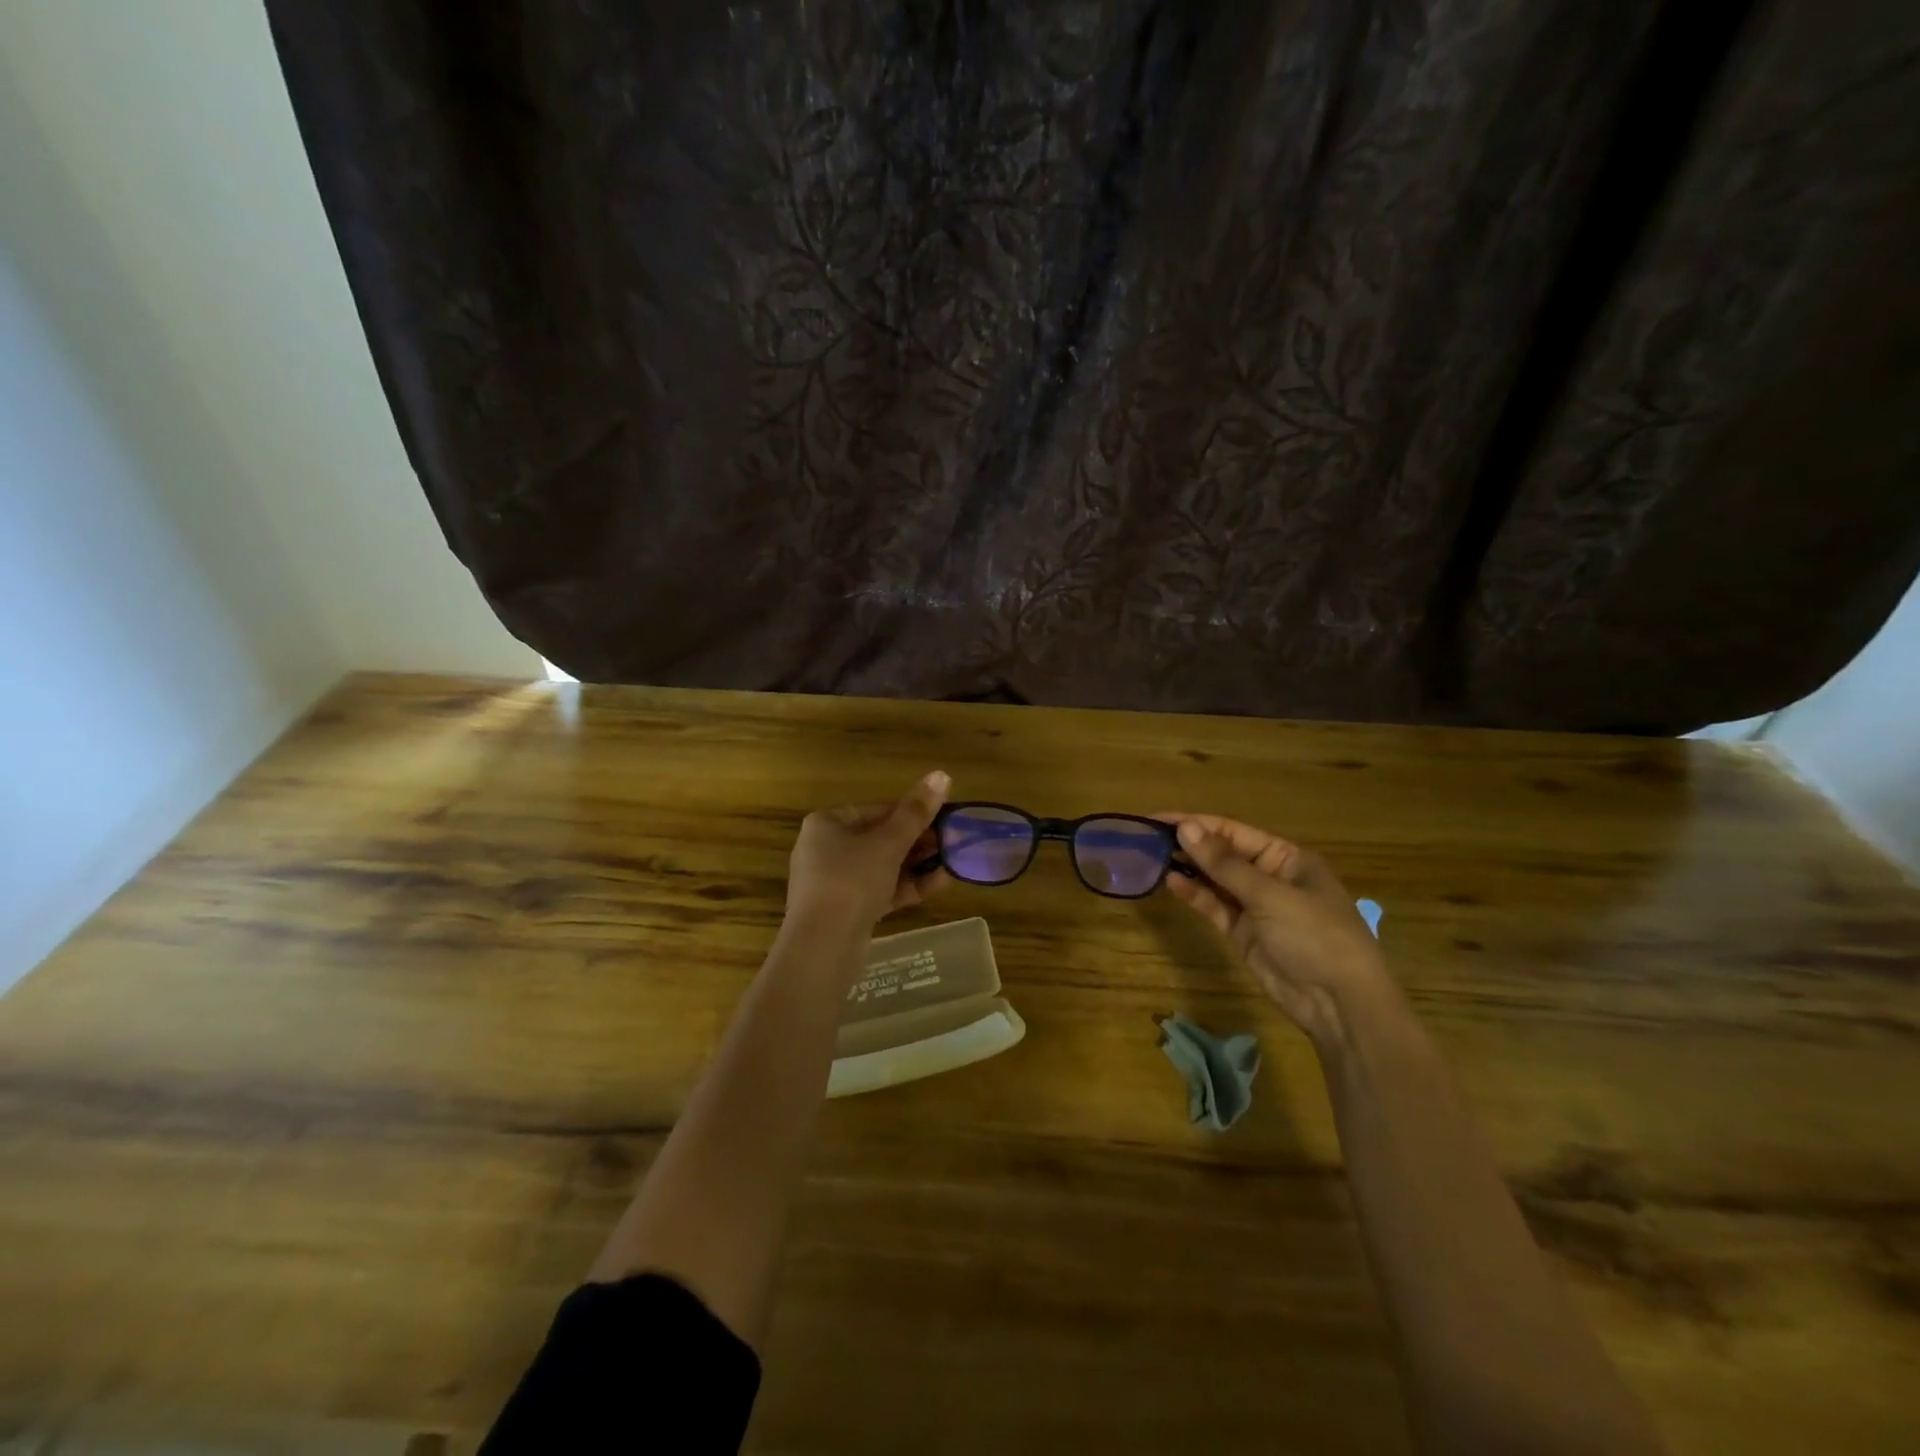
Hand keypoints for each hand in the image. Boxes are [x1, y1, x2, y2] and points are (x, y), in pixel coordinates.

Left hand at [785, 771, 951, 937]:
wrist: (823, 946)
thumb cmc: (852, 880)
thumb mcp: (889, 842)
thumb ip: (917, 811)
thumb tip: (943, 774)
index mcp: (827, 824)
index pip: (877, 810)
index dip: (913, 813)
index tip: (945, 818)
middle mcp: (825, 849)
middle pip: (880, 838)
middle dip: (918, 841)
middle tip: (953, 842)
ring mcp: (834, 883)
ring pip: (882, 867)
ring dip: (917, 864)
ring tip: (953, 862)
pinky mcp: (845, 911)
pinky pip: (880, 891)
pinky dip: (906, 886)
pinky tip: (940, 884)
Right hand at [1160, 813, 1393, 1047]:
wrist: (1339, 1003)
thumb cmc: (1315, 935)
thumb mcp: (1270, 895)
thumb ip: (1224, 864)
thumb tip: (1186, 828)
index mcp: (1287, 858)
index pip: (1233, 831)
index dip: (1196, 823)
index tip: (1158, 819)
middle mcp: (1271, 876)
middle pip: (1223, 854)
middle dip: (1189, 844)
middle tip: (1145, 837)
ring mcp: (1257, 906)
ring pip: (1215, 880)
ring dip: (1188, 869)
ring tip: (1150, 858)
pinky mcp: (1244, 933)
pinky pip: (1215, 906)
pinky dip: (1194, 895)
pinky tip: (1170, 883)